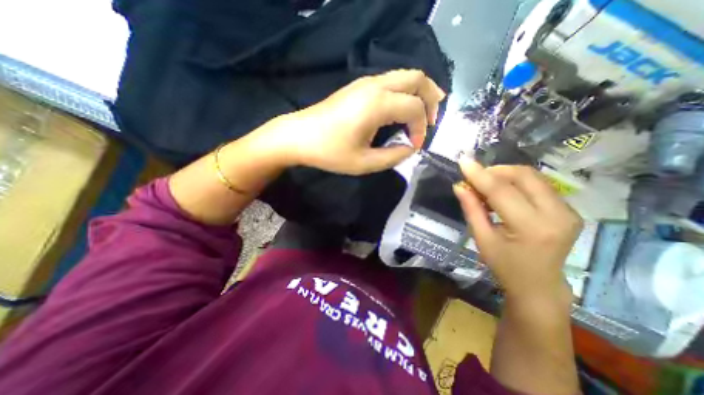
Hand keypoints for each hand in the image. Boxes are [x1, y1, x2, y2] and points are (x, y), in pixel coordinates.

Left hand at [263, 69, 444, 174]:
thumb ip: (393, 156)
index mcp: (377, 104)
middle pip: (417, 78)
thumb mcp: (364, 163)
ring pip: (404, 75)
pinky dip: (404, 92)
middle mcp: (375, 86)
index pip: (415, 108)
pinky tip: (401, 108)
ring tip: (423, 113)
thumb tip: (410, 147)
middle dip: (431, 98)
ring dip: (418, 92)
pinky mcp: (358, 86)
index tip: (415, 146)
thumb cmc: (330, 152)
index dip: (421, 128)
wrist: (299, 136)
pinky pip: (391, 81)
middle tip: (432, 120)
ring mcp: (365, 83)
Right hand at [457, 156, 583, 302]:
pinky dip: (515, 183)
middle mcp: (558, 215)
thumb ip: (472, 209)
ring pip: (532, 176)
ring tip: (486, 187)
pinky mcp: (569, 209)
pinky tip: (502, 193)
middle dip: (494, 171)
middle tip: (475, 179)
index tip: (463, 160)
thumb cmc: (505, 266)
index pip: (502, 191)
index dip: (480, 174)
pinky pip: (538, 184)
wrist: (539, 285)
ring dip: (504, 176)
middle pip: (523, 176)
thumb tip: (459, 186)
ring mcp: (568, 211)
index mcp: (532, 228)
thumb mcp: (482, 239)